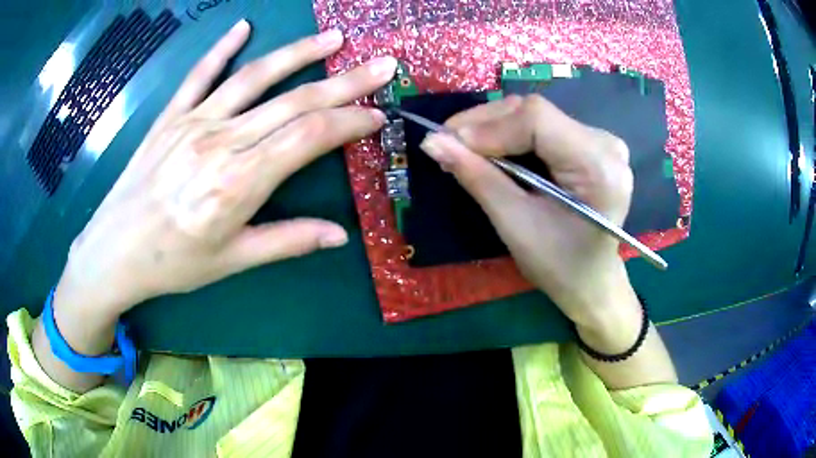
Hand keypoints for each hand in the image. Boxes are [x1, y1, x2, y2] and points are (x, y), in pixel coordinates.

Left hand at [55, 21, 396, 320]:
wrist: (114, 251)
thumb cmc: (173, 263)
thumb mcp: (231, 261)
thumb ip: (286, 241)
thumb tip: (339, 236)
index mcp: (239, 183)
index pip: (309, 137)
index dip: (349, 122)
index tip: (377, 115)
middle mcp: (220, 142)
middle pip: (294, 102)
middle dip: (345, 82)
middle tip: (382, 65)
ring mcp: (194, 123)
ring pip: (254, 78)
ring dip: (298, 54)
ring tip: (334, 38)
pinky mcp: (171, 116)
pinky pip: (199, 75)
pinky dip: (222, 48)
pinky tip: (243, 26)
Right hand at [420, 95, 634, 326]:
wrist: (591, 281)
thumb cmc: (559, 266)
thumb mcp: (515, 225)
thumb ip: (478, 178)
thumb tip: (432, 142)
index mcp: (599, 166)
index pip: (538, 119)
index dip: (489, 126)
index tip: (448, 143)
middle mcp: (606, 144)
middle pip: (536, 112)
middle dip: (486, 125)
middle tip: (447, 143)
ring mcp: (600, 141)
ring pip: (536, 115)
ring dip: (494, 128)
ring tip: (463, 148)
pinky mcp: (590, 144)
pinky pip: (543, 126)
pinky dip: (510, 135)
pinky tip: (490, 150)